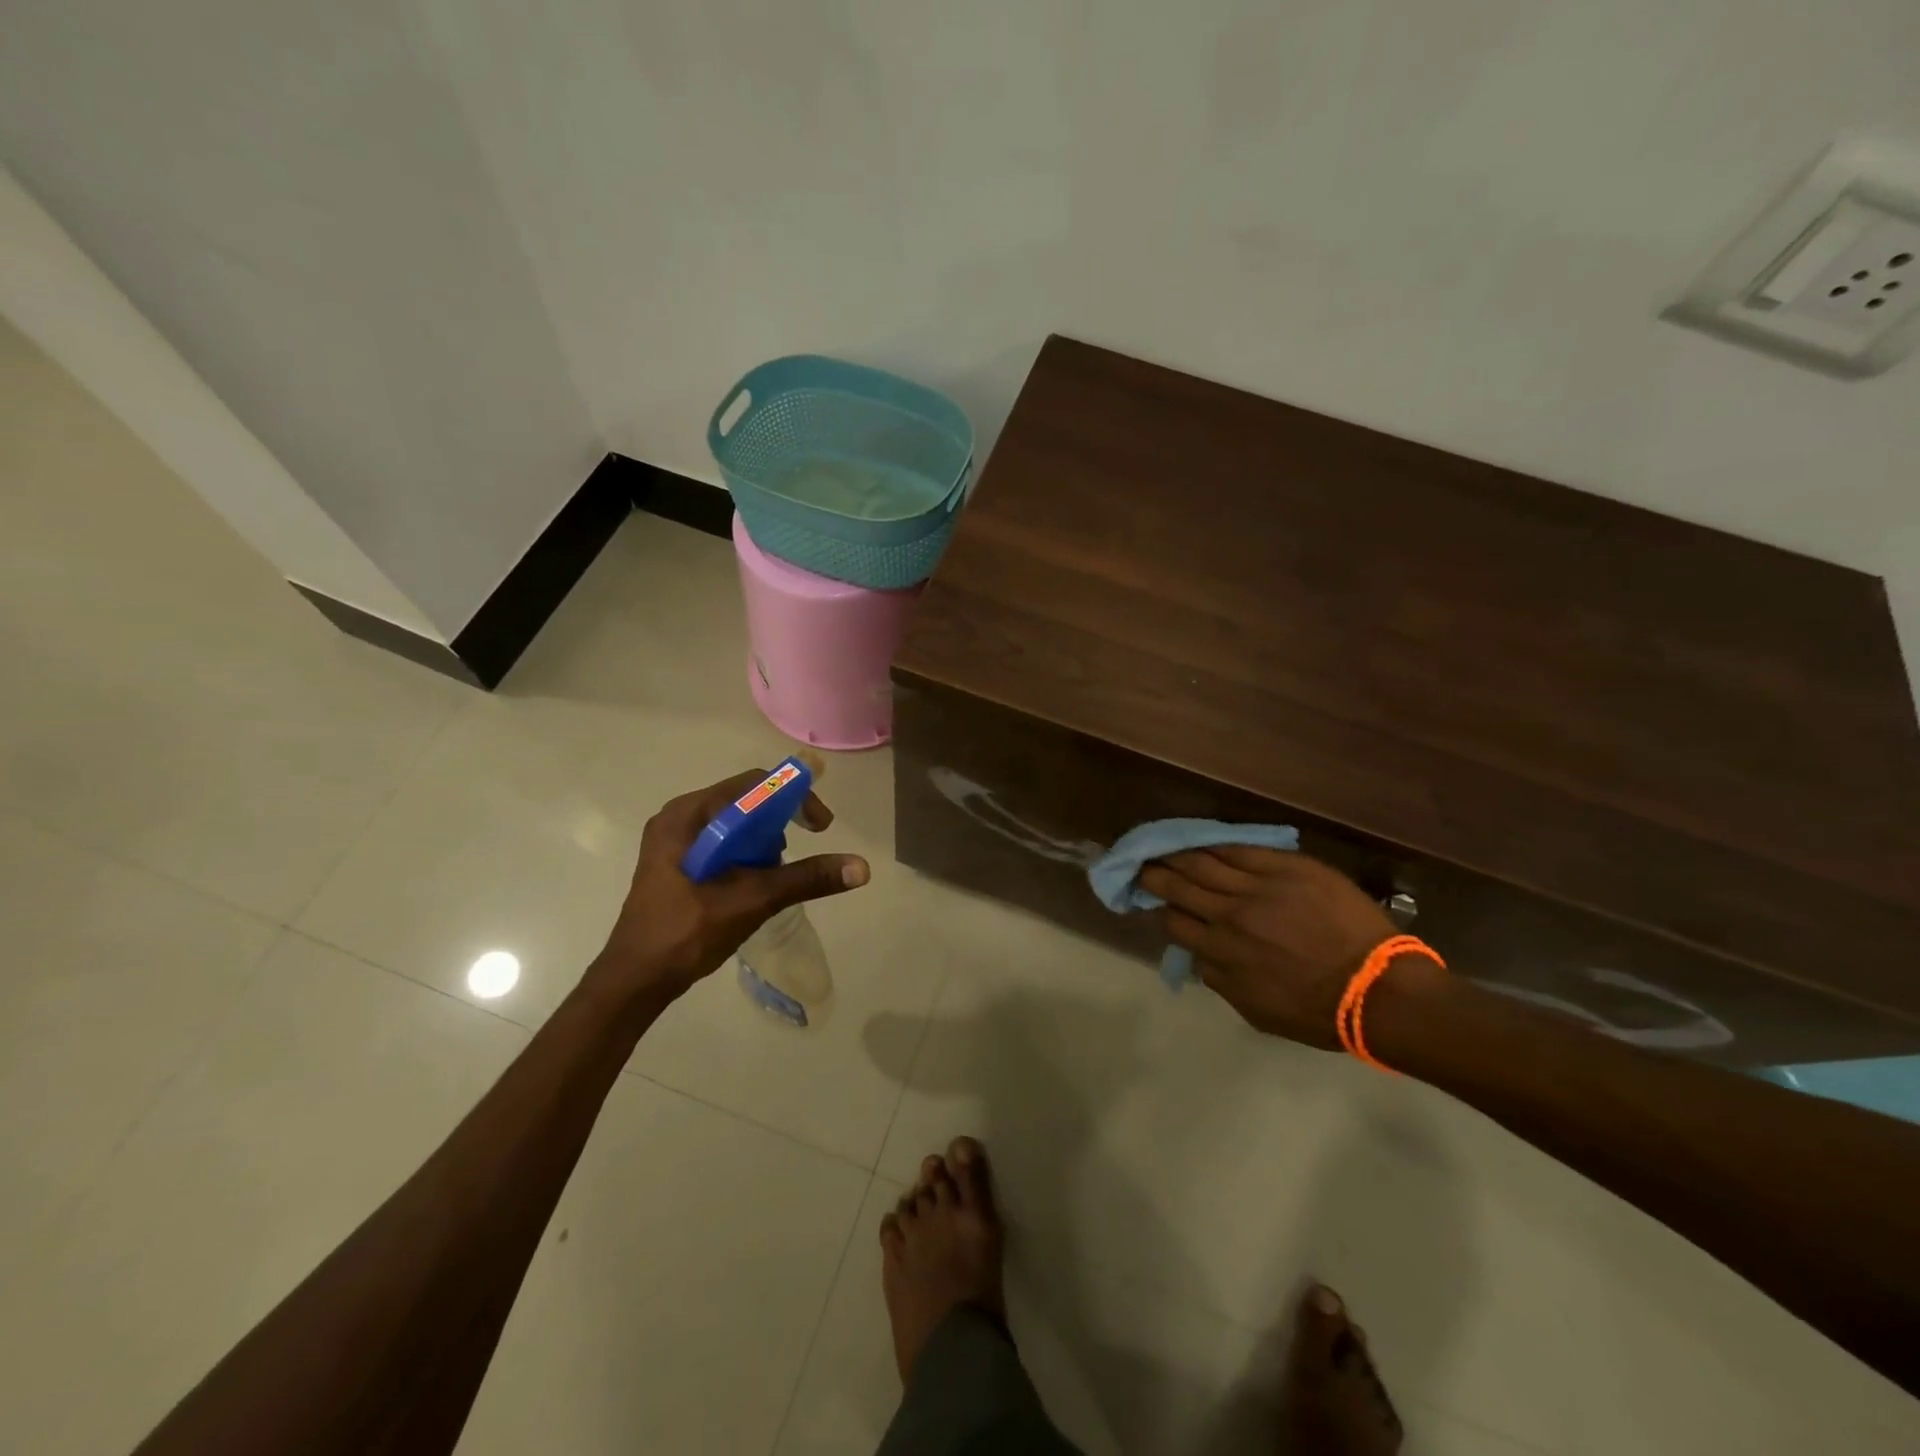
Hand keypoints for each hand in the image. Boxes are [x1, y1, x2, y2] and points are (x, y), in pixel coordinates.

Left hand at [590, 769, 870, 1003]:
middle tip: (795, 857)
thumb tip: (861, 867)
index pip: (753, 785)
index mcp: (687, 815)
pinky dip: (747, 858)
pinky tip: (753, 887)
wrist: (634, 982)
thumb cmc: (686, 933)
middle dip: (778, 826)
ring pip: (736, 826)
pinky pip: (724, 845)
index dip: (793, 797)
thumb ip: (805, 879)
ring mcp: (675, 843)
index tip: (821, 826)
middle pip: (745, 803)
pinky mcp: (678, 865)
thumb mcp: (751, 900)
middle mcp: (679, 819)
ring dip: (763, 845)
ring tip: (771, 879)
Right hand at [1139, 847, 1418, 1048]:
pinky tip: (1205, 840)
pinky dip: (1217, 844)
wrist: (1380, 990)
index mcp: (1222, 952)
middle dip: (1156, 874)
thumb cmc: (1318, 1011)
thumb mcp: (1256, 1011)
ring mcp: (1259, 887)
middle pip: (1180, 885)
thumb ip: (1220, 981)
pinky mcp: (1287, 868)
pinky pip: (1242, 849)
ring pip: (1205, 862)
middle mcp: (1230, 915)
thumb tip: (1200, 955)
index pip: (1175, 923)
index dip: (1161, 910)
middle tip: (1141, 864)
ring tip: (1164, 846)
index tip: (1154, 903)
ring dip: (1179, 853)